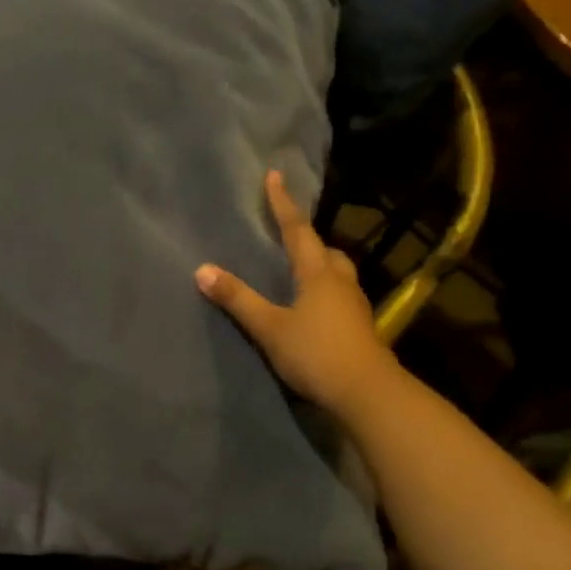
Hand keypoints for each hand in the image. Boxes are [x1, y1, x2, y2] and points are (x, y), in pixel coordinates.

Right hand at [196, 170, 393, 419]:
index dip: (283, 204)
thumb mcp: (270, 327)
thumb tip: (202, 269)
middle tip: (289, 233)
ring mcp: (355, 306)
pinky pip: (341, 296)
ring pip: (337, 273)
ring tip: (300, 270)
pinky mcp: (360, 328)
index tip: (274, 176)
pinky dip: (326, 291)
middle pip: (326, 250)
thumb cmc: (316, 353)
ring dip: (320, 265)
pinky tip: (314, 307)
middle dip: (307, 238)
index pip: (297, 230)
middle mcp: (340, 282)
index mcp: (318, 273)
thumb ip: (238, 299)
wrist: (367, 393)